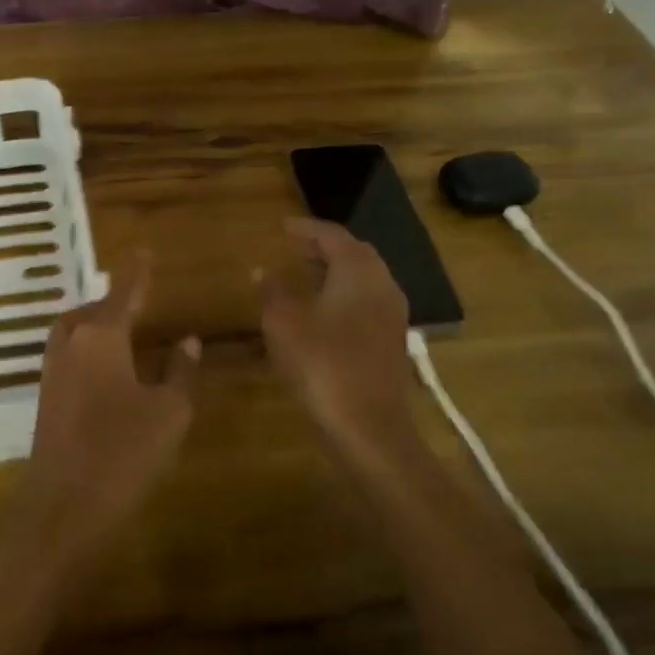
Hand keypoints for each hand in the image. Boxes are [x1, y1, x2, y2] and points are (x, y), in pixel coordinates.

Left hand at [11, 252, 200, 567]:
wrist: (61, 507)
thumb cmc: (122, 452)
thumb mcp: (169, 412)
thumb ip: (180, 371)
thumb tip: (186, 340)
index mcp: (101, 336)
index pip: (123, 291)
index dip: (136, 272)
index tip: (143, 251)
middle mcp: (71, 344)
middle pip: (92, 311)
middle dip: (114, 302)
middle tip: (138, 301)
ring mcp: (52, 371)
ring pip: (76, 333)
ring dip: (98, 327)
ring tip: (125, 335)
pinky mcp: (46, 398)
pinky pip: (70, 357)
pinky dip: (89, 351)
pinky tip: (108, 373)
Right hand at [260, 218, 417, 447]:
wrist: (368, 427)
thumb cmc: (322, 366)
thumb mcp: (283, 324)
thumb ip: (272, 291)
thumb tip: (263, 270)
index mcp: (358, 272)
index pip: (332, 235)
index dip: (305, 228)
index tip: (281, 227)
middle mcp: (382, 285)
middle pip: (354, 253)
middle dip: (323, 247)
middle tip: (294, 247)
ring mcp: (392, 315)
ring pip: (363, 279)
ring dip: (334, 271)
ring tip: (303, 276)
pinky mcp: (391, 341)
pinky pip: (366, 302)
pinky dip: (343, 295)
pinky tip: (321, 312)